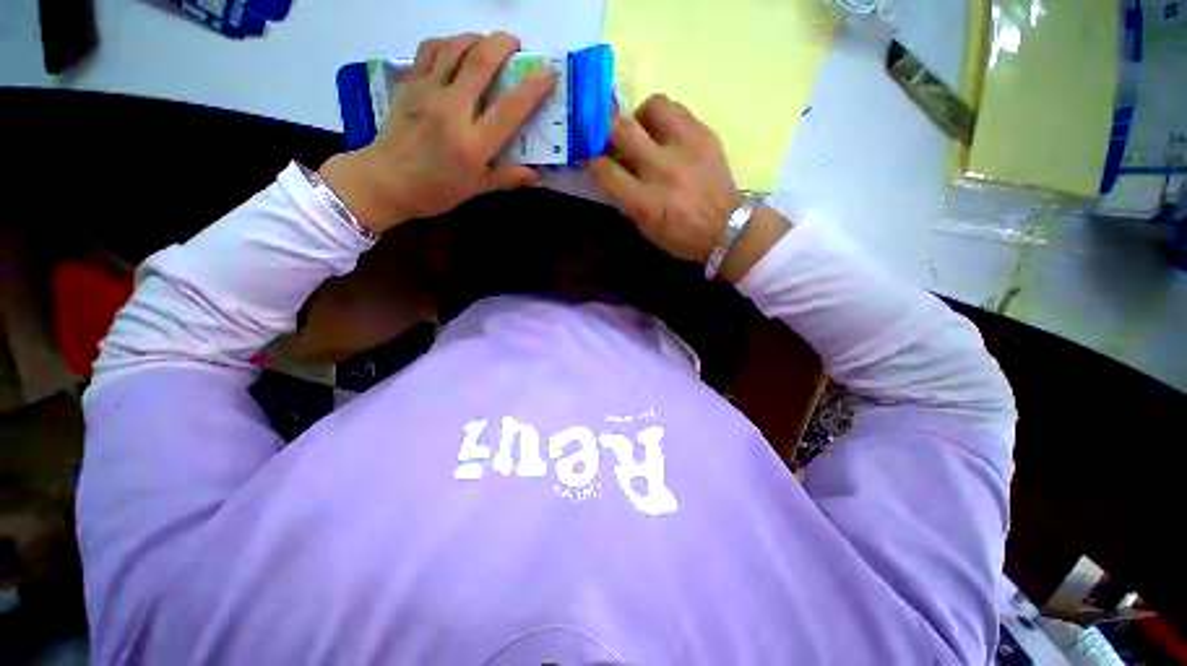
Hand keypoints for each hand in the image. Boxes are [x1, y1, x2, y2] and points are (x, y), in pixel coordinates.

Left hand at [320, 32, 554, 233]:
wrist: (385, 181)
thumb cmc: (435, 190)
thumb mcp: (475, 189)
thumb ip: (506, 177)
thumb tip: (535, 175)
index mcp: (472, 144)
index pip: (508, 109)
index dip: (532, 88)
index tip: (548, 72)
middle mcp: (452, 110)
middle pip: (480, 62)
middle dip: (503, 44)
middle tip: (516, 45)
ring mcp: (428, 92)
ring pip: (454, 48)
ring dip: (476, 38)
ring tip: (489, 43)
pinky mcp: (410, 84)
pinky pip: (429, 50)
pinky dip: (447, 42)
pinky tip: (456, 49)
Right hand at [587, 94, 744, 263]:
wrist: (726, 228)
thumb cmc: (680, 236)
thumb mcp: (645, 227)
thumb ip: (625, 198)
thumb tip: (609, 170)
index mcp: (644, 202)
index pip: (605, 170)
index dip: (590, 160)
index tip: (587, 156)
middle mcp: (661, 169)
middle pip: (621, 129)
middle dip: (607, 129)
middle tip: (610, 136)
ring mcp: (685, 147)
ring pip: (651, 105)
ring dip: (639, 117)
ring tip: (643, 132)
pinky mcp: (704, 134)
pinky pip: (677, 109)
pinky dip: (664, 118)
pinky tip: (666, 134)